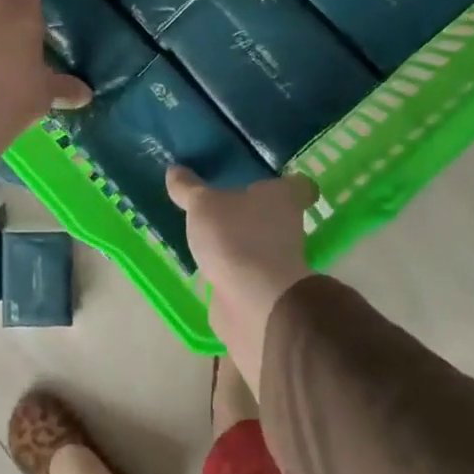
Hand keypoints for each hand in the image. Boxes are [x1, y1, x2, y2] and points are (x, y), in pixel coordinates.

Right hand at [166, 166, 317, 392]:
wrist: (254, 303)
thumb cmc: (236, 238)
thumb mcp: (202, 205)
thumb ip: (188, 188)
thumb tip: (174, 170)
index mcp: (283, 198)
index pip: (300, 185)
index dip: (286, 182)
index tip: (267, 181)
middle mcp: (288, 227)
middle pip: (277, 215)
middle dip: (254, 212)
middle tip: (224, 204)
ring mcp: (279, 262)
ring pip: (262, 244)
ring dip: (241, 242)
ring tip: (208, 234)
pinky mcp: (264, 290)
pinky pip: (247, 273)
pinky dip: (232, 271)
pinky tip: (207, 265)